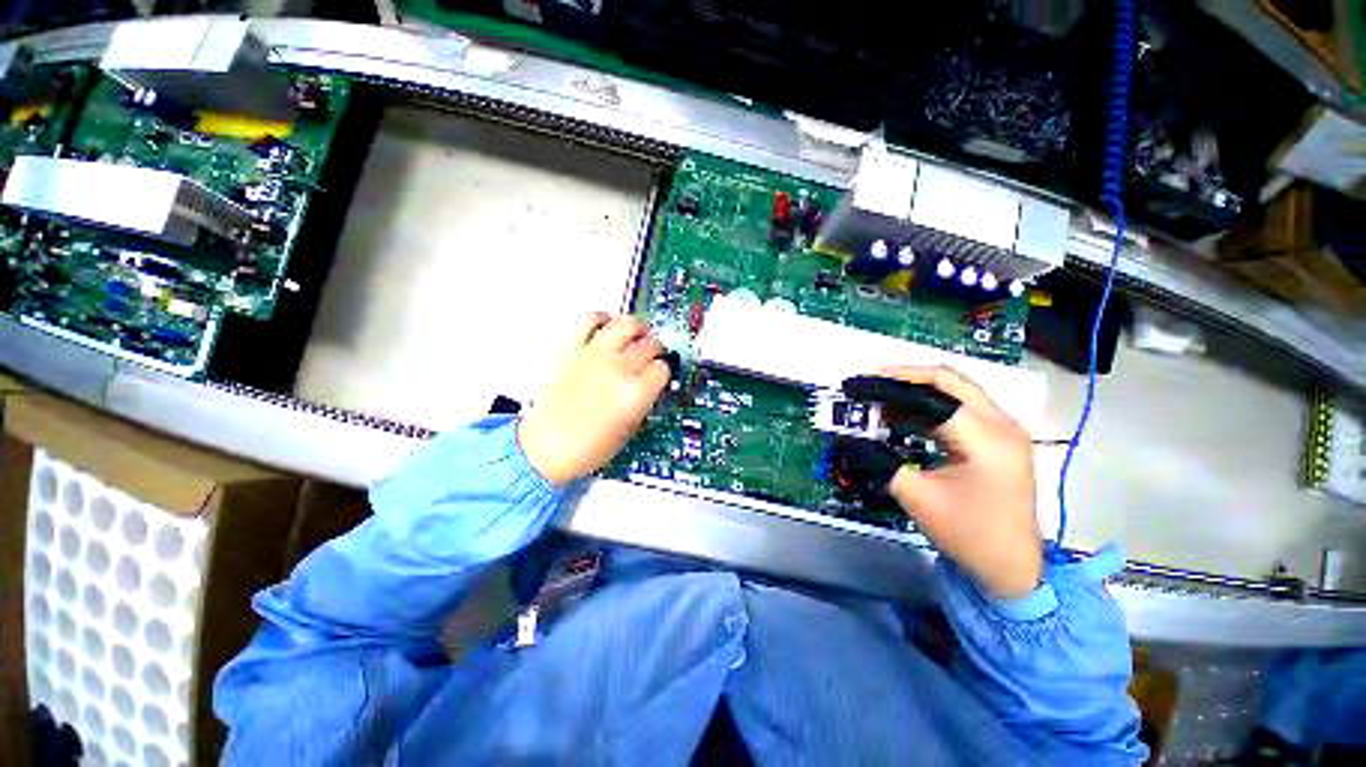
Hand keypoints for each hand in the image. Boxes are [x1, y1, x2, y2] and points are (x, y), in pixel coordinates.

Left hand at [518, 313, 670, 485]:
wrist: (544, 449)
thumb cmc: (586, 448)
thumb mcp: (630, 429)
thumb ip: (644, 400)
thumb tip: (651, 383)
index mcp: (634, 394)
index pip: (662, 368)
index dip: (664, 370)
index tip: (661, 372)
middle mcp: (617, 370)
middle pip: (649, 345)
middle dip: (656, 348)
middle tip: (654, 353)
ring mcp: (593, 356)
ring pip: (625, 324)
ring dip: (637, 327)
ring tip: (637, 333)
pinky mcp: (571, 349)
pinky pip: (589, 320)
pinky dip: (601, 318)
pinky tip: (607, 325)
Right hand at [856, 366, 1042, 598]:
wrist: (1013, 568)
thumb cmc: (967, 535)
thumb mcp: (916, 497)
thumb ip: (878, 461)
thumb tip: (845, 437)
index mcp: (985, 439)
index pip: (931, 394)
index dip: (889, 385)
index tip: (854, 386)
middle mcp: (1001, 424)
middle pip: (948, 380)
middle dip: (903, 377)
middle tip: (866, 383)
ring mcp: (1003, 429)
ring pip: (954, 390)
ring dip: (914, 390)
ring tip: (877, 397)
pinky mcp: (998, 437)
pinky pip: (959, 407)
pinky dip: (927, 405)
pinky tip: (900, 415)